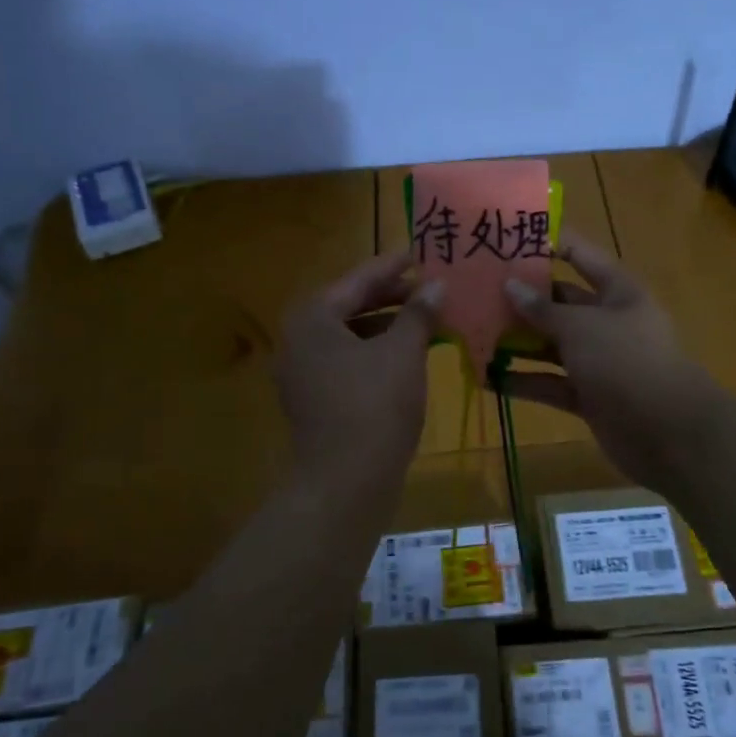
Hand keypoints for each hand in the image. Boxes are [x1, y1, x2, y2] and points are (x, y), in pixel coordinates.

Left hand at [275, 248, 443, 490]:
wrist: (344, 482)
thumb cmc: (374, 405)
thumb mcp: (403, 352)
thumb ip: (418, 313)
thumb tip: (436, 285)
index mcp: (313, 318)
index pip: (358, 280)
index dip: (392, 266)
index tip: (419, 254)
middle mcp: (299, 339)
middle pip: (349, 305)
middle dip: (390, 296)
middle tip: (427, 286)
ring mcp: (302, 372)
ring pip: (349, 336)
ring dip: (386, 325)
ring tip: (424, 318)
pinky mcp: (313, 399)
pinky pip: (347, 361)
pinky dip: (375, 352)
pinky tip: (406, 354)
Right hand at [499, 232, 728, 495]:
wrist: (668, 433)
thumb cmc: (625, 361)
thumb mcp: (581, 327)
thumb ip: (542, 309)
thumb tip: (510, 286)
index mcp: (617, 291)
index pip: (579, 255)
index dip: (548, 243)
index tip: (507, 238)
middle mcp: (608, 321)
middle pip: (560, 302)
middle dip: (522, 298)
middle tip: (476, 291)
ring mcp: (599, 361)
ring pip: (552, 345)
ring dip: (518, 342)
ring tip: (474, 333)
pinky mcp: (589, 396)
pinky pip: (551, 383)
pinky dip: (524, 382)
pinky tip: (488, 380)